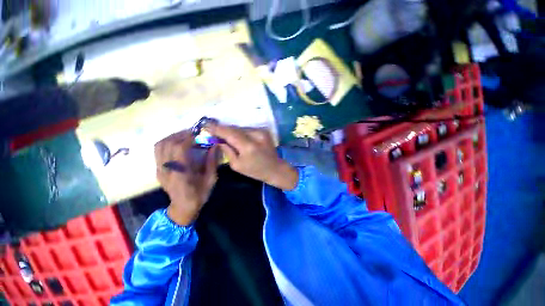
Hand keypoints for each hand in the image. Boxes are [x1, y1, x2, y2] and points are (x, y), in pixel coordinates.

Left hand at [154, 131, 218, 225]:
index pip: (179, 148)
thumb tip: (215, 146)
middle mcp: (166, 169)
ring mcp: (159, 169)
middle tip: (194, 133)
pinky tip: (178, 143)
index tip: (199, 134)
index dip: (188, 138)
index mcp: (180, 173)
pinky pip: (158, 151)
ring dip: (173, 137)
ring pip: (160, 145)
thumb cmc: (199, 195)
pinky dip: (167, 142)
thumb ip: (212, 161)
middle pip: (167, 143)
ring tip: (185, 136)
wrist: (183, 208)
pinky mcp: (158, 169)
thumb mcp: (211, 179)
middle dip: (181, 134)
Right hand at [206, 123, 297, 189]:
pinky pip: (248, 129)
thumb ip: (227, 151)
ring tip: (224, 134)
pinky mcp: (264, 131)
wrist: (275, 168)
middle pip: (235, 128)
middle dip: (223, 129)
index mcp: (248, 146)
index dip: (217, 128)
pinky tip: (237, 137)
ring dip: (232, 131)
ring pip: (241, 128)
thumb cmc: (255, 171)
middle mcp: (256, 135)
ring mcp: (261, 131)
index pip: (229, 133)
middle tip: (213, 130)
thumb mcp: (237, 165)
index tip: (206, 125)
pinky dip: (240, 132)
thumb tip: (218, 140)